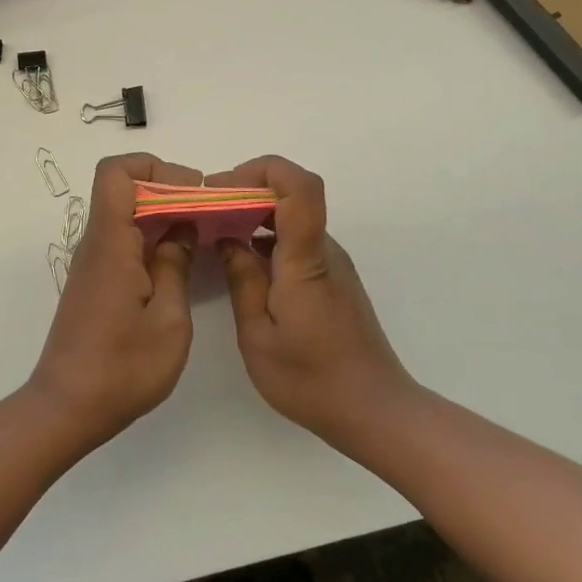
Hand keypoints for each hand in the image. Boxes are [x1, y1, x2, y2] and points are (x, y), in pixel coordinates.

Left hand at [29, 154, 199, 447]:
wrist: (67, 408)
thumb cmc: (122, 368)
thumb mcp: (168, 321)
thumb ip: (176, 266)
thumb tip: (182, 229)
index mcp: (110, 243)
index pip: (116, 173)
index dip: (155, 167)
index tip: (193, 190)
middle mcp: (95, 244)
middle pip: (124, 189)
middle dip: (169, 189)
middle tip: (209, 212)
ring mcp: (93, 263)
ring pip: (125, 215)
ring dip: (162, 215)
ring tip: (202, 234)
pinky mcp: (94, 282)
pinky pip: (123, 240)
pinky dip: (151, 238)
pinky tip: (179, 262)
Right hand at [207, 156, 417, 450]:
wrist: (376, 411)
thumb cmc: (312, 380)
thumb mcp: (259, 336)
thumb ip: (242, 281)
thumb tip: (227, 239)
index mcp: (306, 260)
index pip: (299, 186)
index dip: (260, 170)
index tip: (220, 188)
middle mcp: (324, 250)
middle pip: (290, 194)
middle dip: (244, 191)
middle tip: (205, 212)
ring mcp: (331, 263)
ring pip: (291, 217)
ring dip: (252, 215)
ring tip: (214, 236)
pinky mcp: (332, 278)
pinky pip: (295, 240)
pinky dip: (264, 238)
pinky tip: (240, 263)